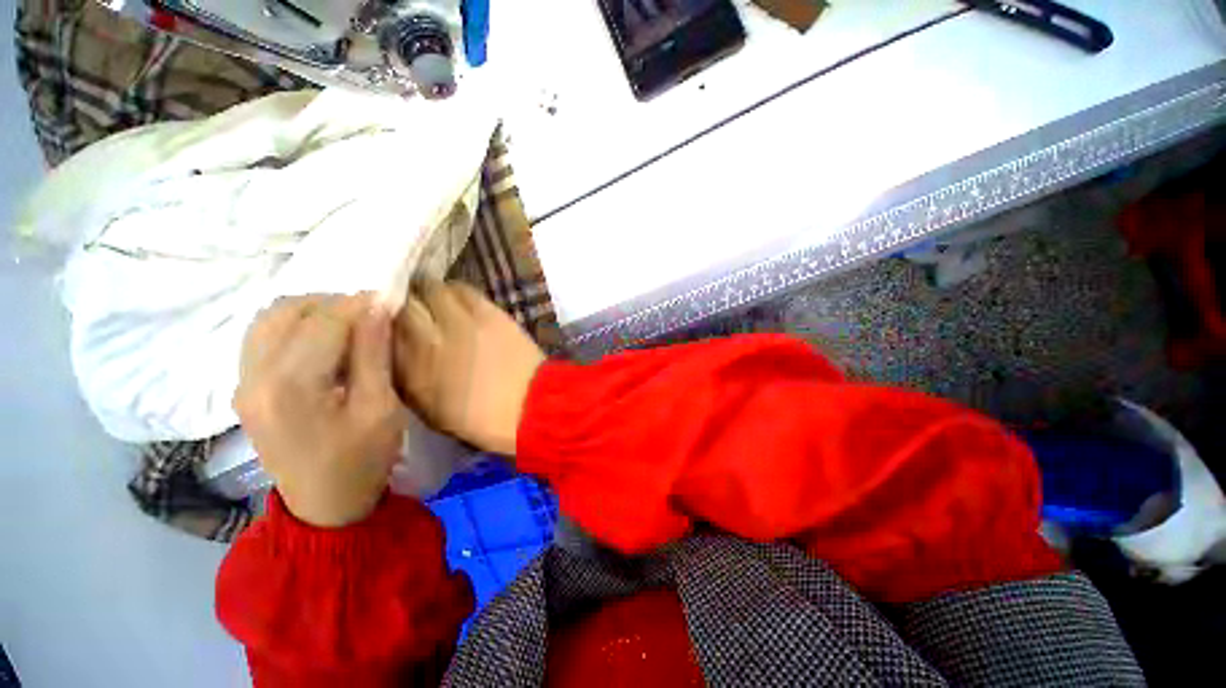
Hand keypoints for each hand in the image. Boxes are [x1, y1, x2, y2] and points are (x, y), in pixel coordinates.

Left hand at [234, 294, 408, 527]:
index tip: (390, 299)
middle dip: (334, 303)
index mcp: (291, 386)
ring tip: (348, 324)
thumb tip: (376, 306)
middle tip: (371, 315)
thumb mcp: (381, 407)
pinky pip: (262, 336)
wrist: (324, 503)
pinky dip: (294, 325)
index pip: (323, 321)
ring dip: (311, 310)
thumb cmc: (363, 458)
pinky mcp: (244, 387)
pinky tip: (321, 339)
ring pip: (269, 318)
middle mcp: (254, 376)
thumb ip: (373, 353)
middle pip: (288, 311)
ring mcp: (242, 382)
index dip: (359, 303)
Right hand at [393, 281, 544, 455]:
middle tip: (408, 305)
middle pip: (402, 305)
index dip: (381, 322)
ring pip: (430, 289)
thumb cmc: (481, 419)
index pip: (380, 332)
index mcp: (411, 372)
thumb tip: (396, 350)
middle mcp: (428, 340)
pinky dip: (454, 290)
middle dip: (401, 302)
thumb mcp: (430, 410)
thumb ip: (408, 378)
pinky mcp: (487, 312)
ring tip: (432, 299)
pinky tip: (457, 298)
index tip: (386, 320)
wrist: (530, 406)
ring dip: (427, 292)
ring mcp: (459, 322)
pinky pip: (462, 289)